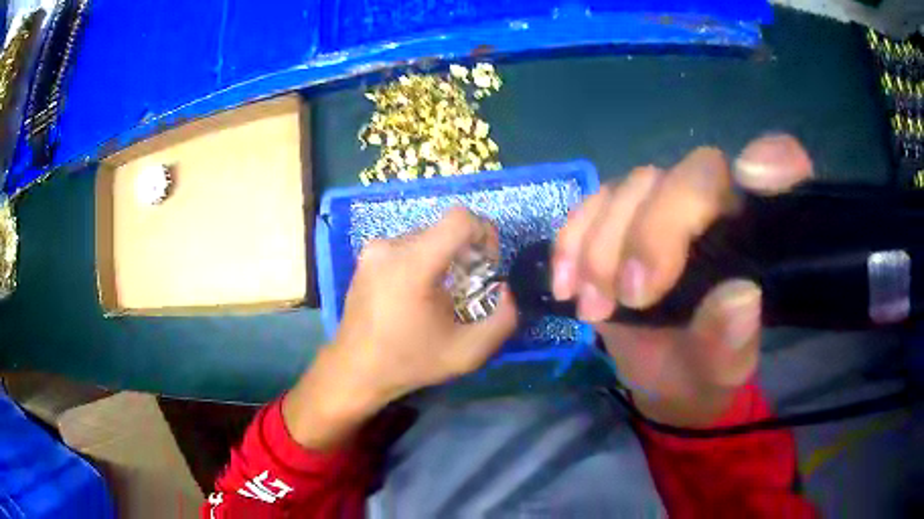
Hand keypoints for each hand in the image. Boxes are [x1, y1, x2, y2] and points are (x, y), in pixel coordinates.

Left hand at [284, 208, 517, 447]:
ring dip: (444, 256)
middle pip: (445, 229)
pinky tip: (418, 293)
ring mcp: (374, 249)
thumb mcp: (468, 353)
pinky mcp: (366, 255)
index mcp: (413, 265)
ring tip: (441, 294)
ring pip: (427, 236)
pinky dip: (424, 260)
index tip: (486, 264)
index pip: (460, 218)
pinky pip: (408, 244)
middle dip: (466, 251)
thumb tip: (507, 289)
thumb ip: (503, 320)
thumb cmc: (410, 362)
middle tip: (468, 287)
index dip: (484, 232)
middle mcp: (390, 246)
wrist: (356, 369)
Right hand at [552, 135, 812, 425]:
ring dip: (605, 245)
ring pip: (634, 187)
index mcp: (755, 233)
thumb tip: (739, 298)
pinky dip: (572, 241)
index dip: (774, 158)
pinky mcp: (618, 220)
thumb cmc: (705, 370)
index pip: (780, 168)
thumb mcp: (723, 370)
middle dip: (655, 229)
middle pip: (691, 174)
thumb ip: (732, 341)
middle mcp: (714, 205)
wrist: (662, 377)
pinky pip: (590, 205)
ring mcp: (662, 206)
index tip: (753, 177)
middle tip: (632, 294)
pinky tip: (568, 285)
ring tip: (596, 305)